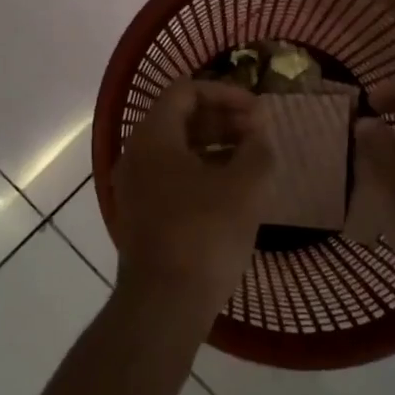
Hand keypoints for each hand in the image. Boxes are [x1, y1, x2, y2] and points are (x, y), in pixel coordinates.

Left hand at [111, 80, 274, 331]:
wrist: (164, 304)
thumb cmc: (205, 234)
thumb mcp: (245, 186)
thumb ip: (257, 148)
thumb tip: (258, 133)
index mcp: (153, 137)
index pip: (186, 91)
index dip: (226, 93)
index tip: (258, 111)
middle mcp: (136, 155)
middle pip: (179, 119)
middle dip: (222, 119)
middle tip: (259, 133)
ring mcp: (135, 187)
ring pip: (176, 150)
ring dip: (214, 146)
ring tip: (251, 159)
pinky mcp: (141, 215)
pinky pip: (172, 177)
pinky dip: (202, 172)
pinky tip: (232, 190)